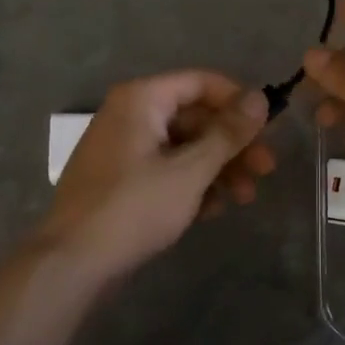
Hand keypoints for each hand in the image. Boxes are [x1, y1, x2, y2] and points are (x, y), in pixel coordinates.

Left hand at [37, 70, 276, 281]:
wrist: (74, 261)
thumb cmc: (135, 208)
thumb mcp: (190, 170)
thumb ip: (227, 133)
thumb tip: (260, 98)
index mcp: (141, 100)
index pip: (201, 83)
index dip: (238, 102)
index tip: (269, 129)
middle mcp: (130, 115)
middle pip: (195, 118)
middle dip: (233, 144)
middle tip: (266, 170)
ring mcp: (123, 149)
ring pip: (183, 147)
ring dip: (218, 169)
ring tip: (245, 198)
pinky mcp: (121, 181)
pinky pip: (165, 170)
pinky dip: (191, 185)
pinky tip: (212, 211)